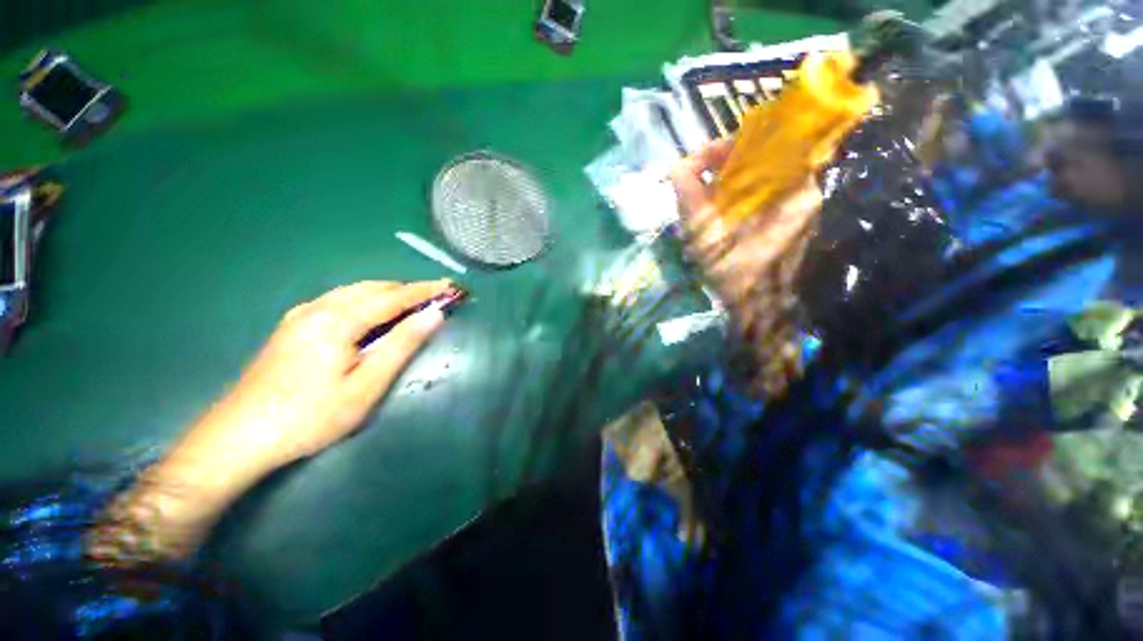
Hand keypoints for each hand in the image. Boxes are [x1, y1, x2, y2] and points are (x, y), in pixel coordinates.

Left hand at [89, 280, 455, 562]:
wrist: (238, 436)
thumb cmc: (311, 415)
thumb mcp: (366, 385)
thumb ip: (401, 345)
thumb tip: (434, 316)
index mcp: (338, 320)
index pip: (393, 296)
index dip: (425, 290)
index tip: (451, 286)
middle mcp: (318, 308)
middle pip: (373, 288)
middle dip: (408, 289)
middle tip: (436, 297)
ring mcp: (301, 316)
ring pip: (353, 291)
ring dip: (387, 293)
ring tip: (412, 304)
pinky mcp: (292, 326)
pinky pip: (338, 300)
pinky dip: (365, 300)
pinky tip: (370, 314)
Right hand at [670, 140, 822, 393]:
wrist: (760, 311)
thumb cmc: (734, 273)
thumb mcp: (704, 234)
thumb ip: (689, 197)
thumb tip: (676, 168)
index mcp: (789, 188)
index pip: (763, 141)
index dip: (723, 147)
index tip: (695, 165)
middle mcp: (802, 190)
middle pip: (761, 158)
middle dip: (722, 166)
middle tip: (695, 183)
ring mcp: (801, 206)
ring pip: (761, 177)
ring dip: (729, 182)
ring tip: (703, 200)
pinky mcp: (793, 221)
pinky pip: (764, 195)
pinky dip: (739, 197)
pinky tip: (720, 215)